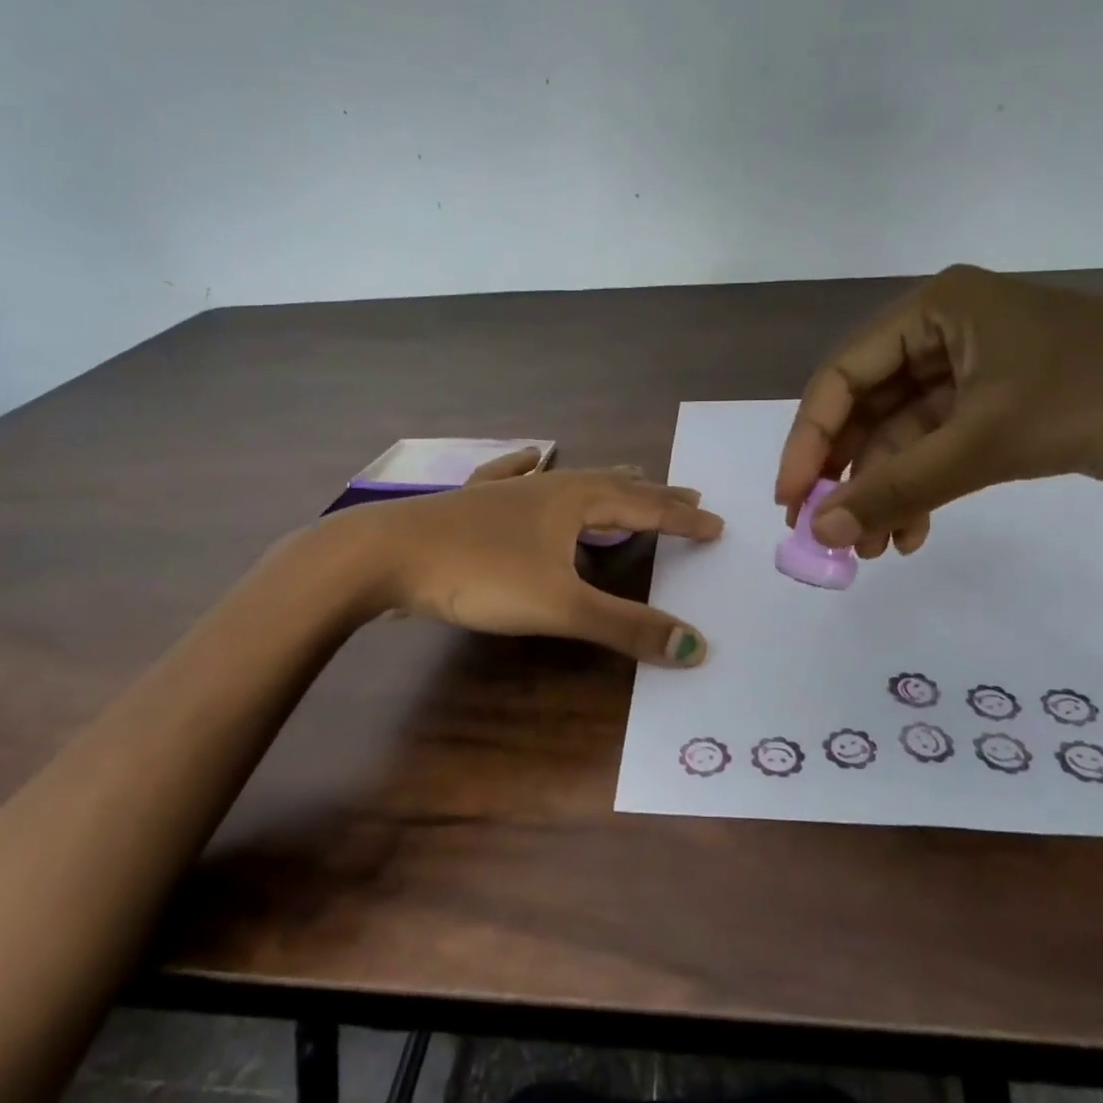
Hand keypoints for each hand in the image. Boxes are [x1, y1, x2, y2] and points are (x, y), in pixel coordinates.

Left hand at [345, 450, 722, 664]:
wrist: (385, 555)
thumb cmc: (479, 575)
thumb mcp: (560, 606)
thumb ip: (626, 627)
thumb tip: (696, 647)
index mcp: (575, 502)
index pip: (645, 508)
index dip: (683, 519)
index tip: (717, 523)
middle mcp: (547, 486)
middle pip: (614, 486)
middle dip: (654, 495)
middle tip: (688, 495)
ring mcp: (507, 490)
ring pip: (570, 479)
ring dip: (606, 483)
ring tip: (629, 478)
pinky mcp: (473, 500)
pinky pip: (515, 475)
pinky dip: (533, 467)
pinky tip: (533, 455)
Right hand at [775, 265, 1102, 552]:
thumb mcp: (989, 441)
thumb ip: (898, 487)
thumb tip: (819, 531)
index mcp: (935, 311)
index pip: (842, 376)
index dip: (809, 440)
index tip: (791, 499)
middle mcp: (945, 335)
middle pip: (867, 409)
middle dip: (848, 475)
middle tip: (827, 534)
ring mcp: (974, 374)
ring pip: (901, 439)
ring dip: (884, 493)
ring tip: (874, 551)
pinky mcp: (1000, 410)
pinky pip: (938, 453)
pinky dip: (922, 493)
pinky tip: (913, 535)